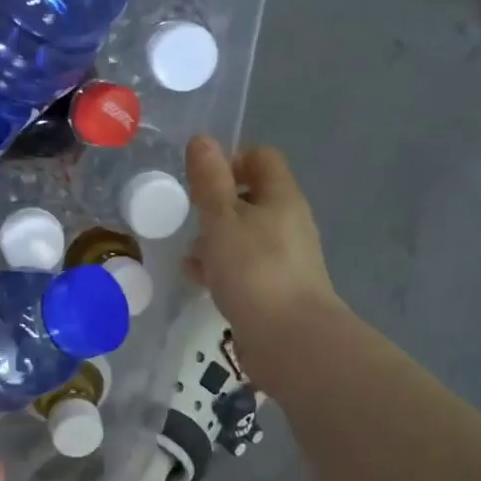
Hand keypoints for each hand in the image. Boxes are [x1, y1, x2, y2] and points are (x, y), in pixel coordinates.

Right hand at [184, 136, 343, 381]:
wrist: (290, 340)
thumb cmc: (253, 270)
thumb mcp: (222, 219)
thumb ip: (210, 180)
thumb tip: (202, 140)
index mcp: (281, 197)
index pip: (261, 158)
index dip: (231, 159)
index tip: (202, 180)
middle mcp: (288, 222)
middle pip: (251, 196)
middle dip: (217, 204)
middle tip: (191, 217)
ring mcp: (285, 257)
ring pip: (245, 233)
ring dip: (216, 238)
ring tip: (190, 253)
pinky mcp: (276, 288)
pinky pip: (245, 265)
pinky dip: (223, 267)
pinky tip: (200, 280)